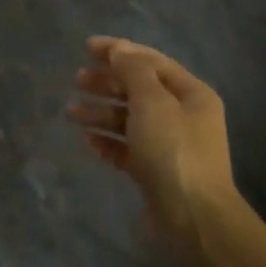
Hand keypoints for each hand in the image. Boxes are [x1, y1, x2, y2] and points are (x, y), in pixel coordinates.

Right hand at [68, 37, 248, 266]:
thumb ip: (133, 71)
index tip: (86, 47)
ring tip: (72, 112)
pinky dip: (109, 142)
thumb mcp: (152, 102)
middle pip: (139, 90)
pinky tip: (88, 142)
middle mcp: (183, 116)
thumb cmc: (173, 151)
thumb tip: (120, 49)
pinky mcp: (156, 172)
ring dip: (101, 112)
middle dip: (107, 83)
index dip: (119, 51)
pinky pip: (128, 149)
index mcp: (191, 93)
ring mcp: (170, 146)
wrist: (193, 219)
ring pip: (130, 120)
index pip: (151, 62)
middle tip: (76, 80)